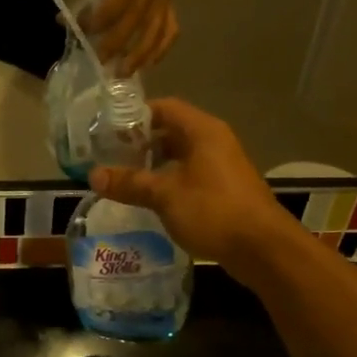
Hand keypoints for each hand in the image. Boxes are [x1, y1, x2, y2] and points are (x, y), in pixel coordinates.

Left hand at [88, 0, 177, 72]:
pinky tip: (148, 65)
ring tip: (122, 73)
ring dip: (139, 54)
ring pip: (157, 29)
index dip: (101, 17)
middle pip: (138, 18)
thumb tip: (63, 19)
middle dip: (117, 43)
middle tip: (99, 61)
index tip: (82, 30)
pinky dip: (160, 50)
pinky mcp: (171, 3)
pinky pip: (170, 30)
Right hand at [88, 99, 299, 273]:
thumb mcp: (165, 195)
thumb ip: (130, 183)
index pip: (164, 108)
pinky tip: (151, 199)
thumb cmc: (213, 211)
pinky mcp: (225, 189)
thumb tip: (93, 175)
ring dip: (154, 164)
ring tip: (125, 178)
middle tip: (110, 156)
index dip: (135, 116)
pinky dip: (169, 181)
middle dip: (141, 143)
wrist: (263, 249)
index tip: (108, 131)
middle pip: (172, 131)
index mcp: (202, 131)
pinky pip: (191, 175)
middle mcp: (214, 141)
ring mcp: (222, 166)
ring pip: (181, 155)